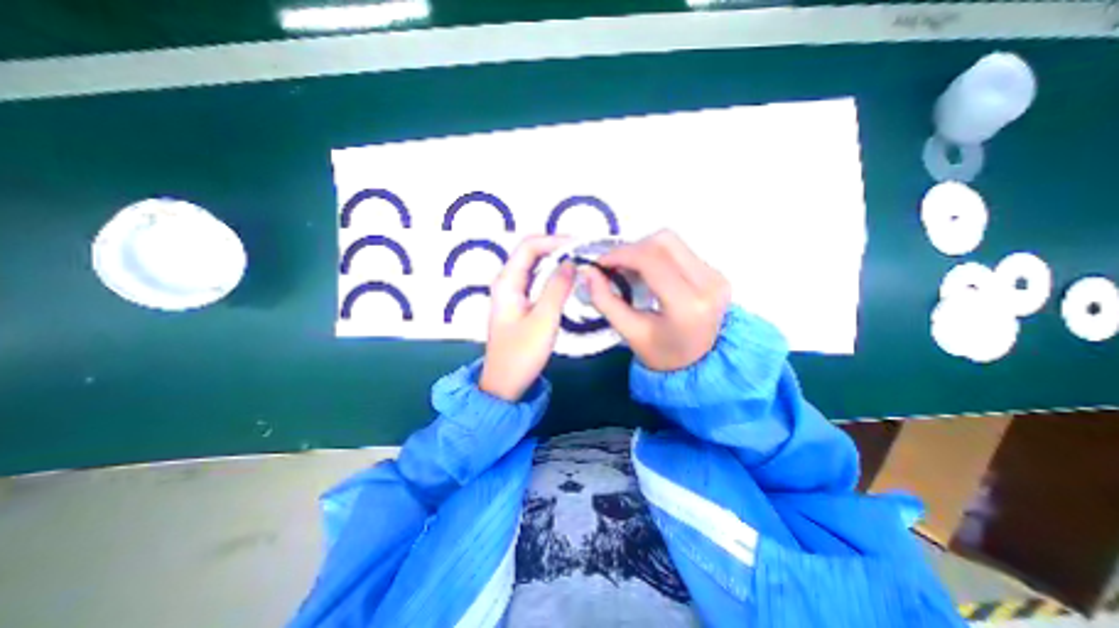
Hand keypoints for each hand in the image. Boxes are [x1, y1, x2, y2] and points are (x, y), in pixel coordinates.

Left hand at [479, 235, 575, 402]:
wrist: (504, 383)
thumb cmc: (522, 354)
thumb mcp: (543, 320)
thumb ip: (557, 288)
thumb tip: (570, 262)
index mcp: (507, 282)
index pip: (529, 246)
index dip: (554, 240)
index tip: (579, 245)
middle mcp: (506, 282)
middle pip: (530, 253)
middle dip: (556, 248)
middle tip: (583, 253)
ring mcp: (512, 293)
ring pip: (534, 266)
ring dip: (555, 261)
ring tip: (579, 263)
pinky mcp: (519, 303)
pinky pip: (536, 280)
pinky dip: (552, 276)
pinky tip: (567, 280)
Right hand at [582, 230, 731, 369]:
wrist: (699, 364)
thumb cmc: (661, 353)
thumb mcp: (629, 332)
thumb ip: (605, 300)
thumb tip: (587, 271)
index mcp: (687, 305)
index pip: (651, 260)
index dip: (621, 254)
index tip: (600, 264)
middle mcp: (708, 284)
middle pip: (663, 242)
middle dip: (631, 249)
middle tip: (614, 266)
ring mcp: (716, 276)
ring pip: (672, 241)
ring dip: (643, 249)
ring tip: (629, 269)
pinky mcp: (716, 272)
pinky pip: (680, 250)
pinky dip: (657, 255)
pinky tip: (648, 273)